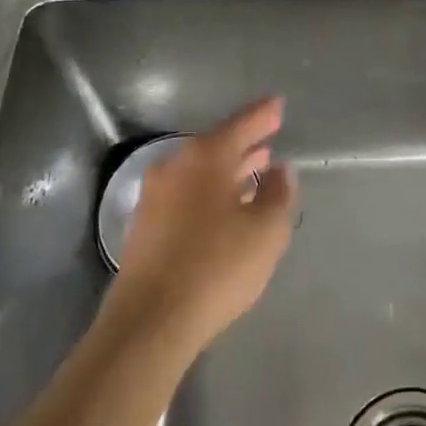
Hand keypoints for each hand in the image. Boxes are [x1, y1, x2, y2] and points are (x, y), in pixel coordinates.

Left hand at [107, 97, 298, 352]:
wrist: (149, 322)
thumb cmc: (216, 266)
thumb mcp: (266, 230)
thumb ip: (278, 194)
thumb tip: (280, 171)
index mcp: (206, 157)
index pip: (242, 124)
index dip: (264, 115)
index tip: (279, 103)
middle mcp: (176, 166)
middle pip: (218, 146)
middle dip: (246, 144)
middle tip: (270, 137)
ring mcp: (155, 196)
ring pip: (201, 172)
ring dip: (228, 171)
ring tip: (255, 170)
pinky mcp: (145, 227)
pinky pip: (187, 195)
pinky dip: (211, 193)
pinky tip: (226, 208)